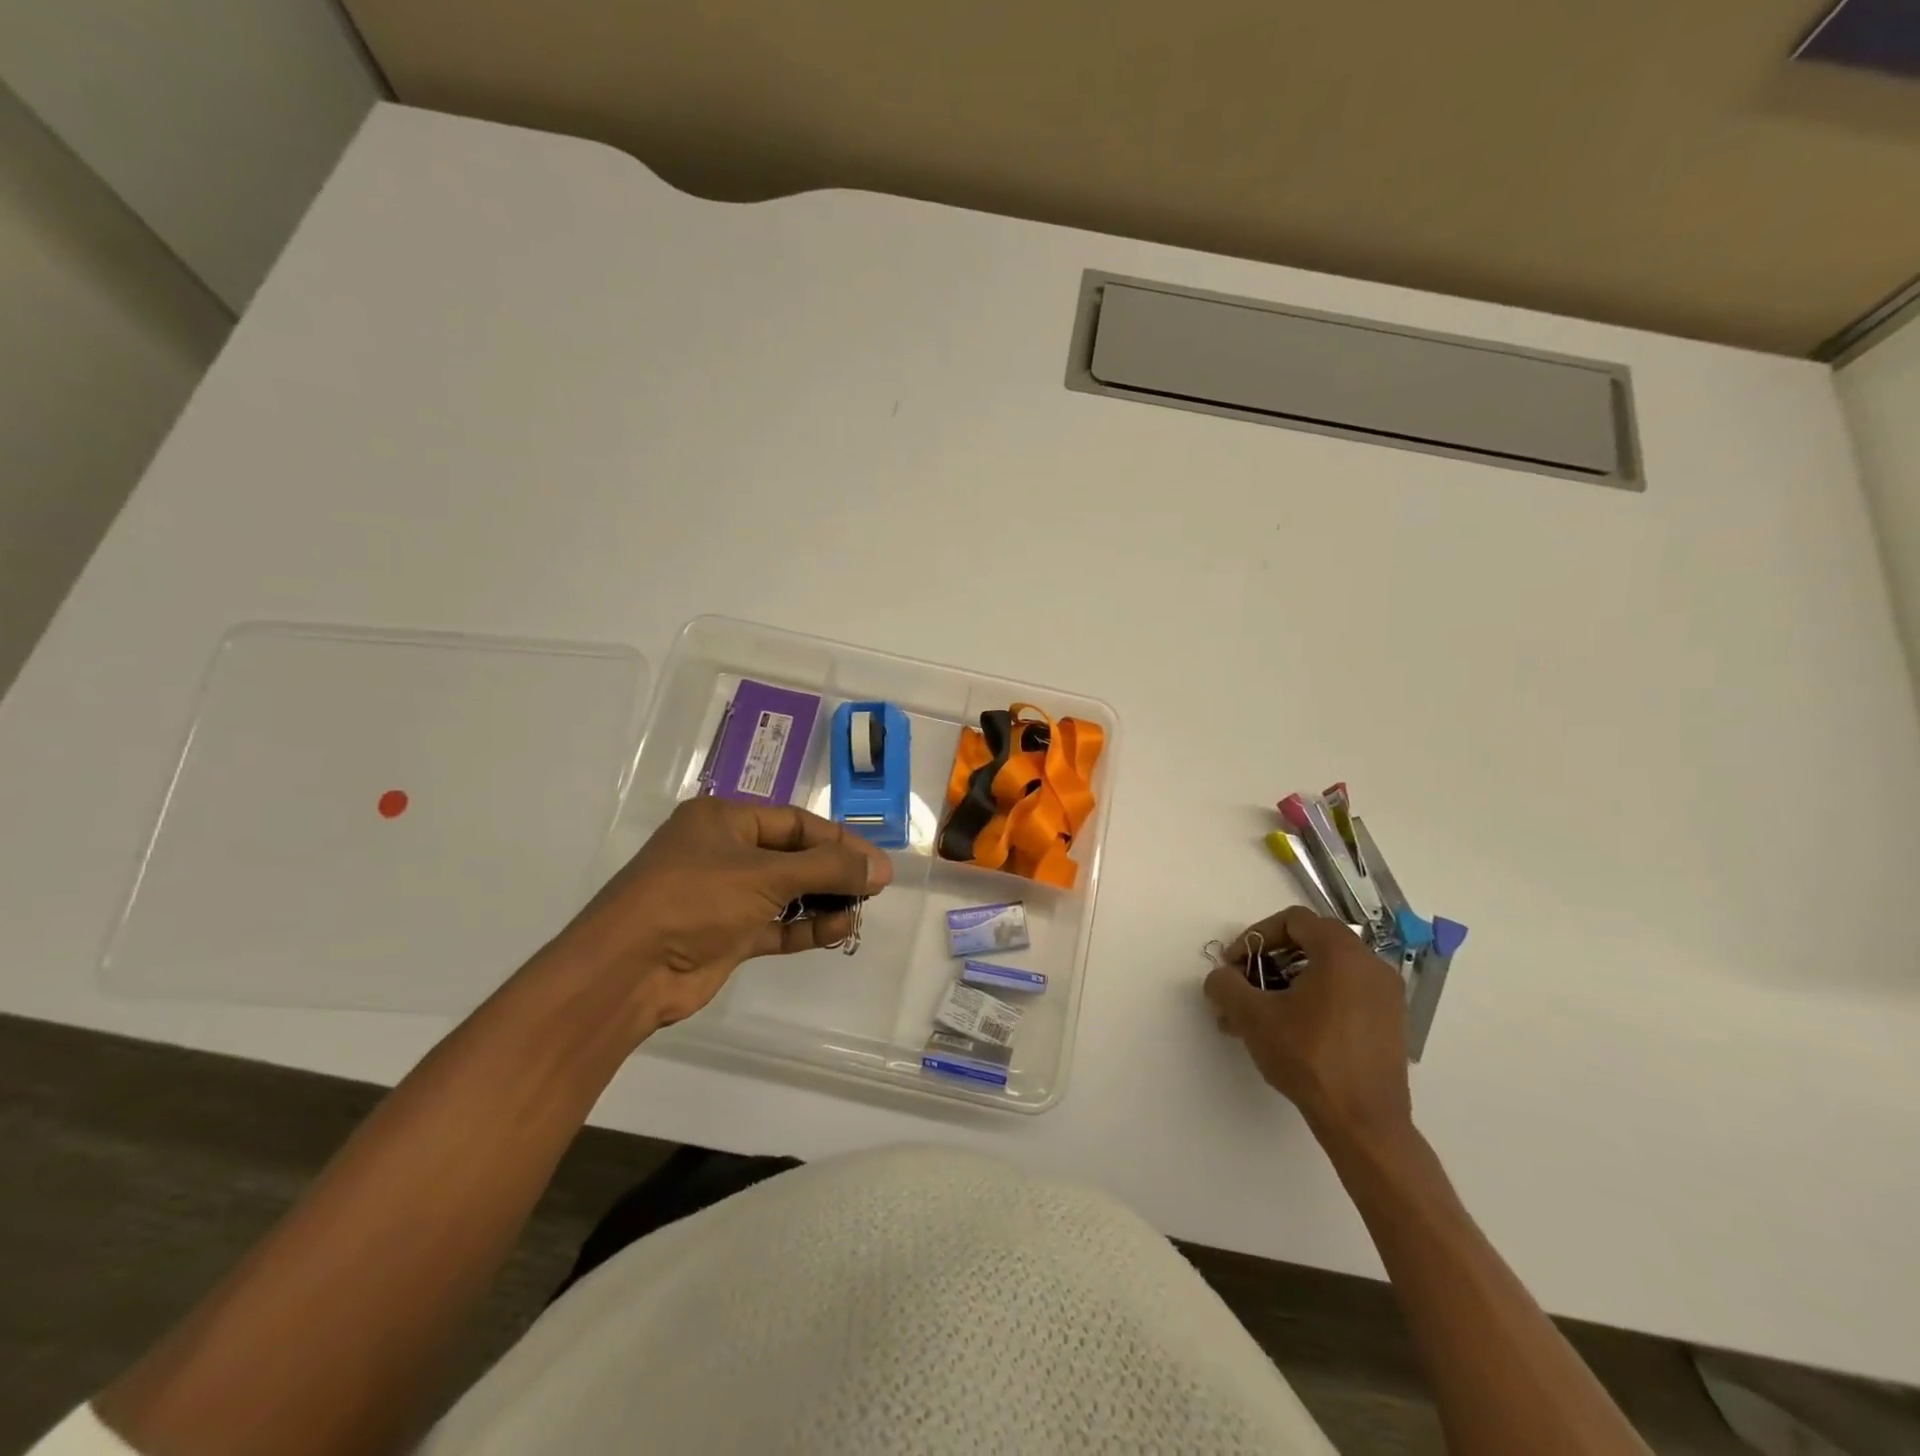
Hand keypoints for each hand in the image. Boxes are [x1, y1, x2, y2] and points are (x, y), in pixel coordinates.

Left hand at [552, 797, 893, 1033]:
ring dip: (823, 901)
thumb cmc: (694, 900)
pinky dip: (806, 927)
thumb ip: (828, 870)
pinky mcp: (726, 935)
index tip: (875, 862)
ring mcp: (724, 897)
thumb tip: (882, 868)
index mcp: (724, 821)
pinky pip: (776, 924)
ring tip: (859, 912)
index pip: (795, 822)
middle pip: (793, 856)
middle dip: (834, 872)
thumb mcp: (766, 876)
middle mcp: (724, 853)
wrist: (627, 972)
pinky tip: (838, 930)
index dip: (838, 840)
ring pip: (787, 892)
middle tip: (874, 888)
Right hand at [1204, 906, 1412, 1148]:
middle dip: (1269, 960)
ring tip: (1259, 1015)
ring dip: (1288, 982)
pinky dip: (1314, 999)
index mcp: (1341, 952)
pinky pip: (1345, 993)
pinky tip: (1289, 1031)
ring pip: (1327, 971)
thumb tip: (1220, 977)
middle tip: (1245, 985)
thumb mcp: (1253, 1017)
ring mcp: (1386, 995)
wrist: (1365, 1123)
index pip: (1293, 921)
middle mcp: (1370, 964)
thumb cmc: (1309, 1058)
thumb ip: (1227, 985)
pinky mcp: (1390, 1023)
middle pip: (1310, 942)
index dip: (1255, 936)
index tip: (1235, 964)